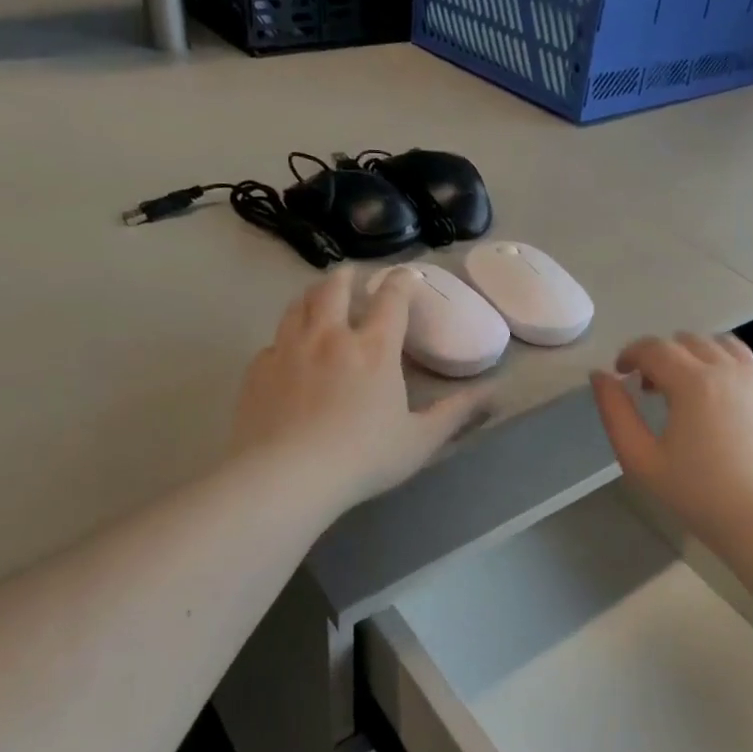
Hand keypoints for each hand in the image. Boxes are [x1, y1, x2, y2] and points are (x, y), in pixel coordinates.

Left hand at [229, 267, 492, 515]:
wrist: (286, 477)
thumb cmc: (363, 458)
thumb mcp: (420, 439)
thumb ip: (457, 413)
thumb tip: (494, 392)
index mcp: (373, 349)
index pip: (392, 299)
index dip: (401, 282)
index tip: (406, 275)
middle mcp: (329, 337)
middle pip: (334, 289)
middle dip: (346, 276)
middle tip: (351, 274)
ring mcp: (288, 349)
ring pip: (297, 306)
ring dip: (311, 295)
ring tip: (317, 296)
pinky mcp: (258, 370)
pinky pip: (272, 341)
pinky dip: (284, 337)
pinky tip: (286, 350)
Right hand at [591, 334, 752, 540]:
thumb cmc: (697, 494)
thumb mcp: (641, 459)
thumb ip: (615, 413)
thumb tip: (600, 377)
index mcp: (693, 382)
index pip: (654, 348)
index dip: (631, 354)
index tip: (621, 374)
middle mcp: (728, 371)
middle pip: (687, 340)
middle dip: (661, 355)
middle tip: (650, 389)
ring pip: (721, 345)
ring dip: (695, 354)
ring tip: (686, 387)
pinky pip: (745, 365)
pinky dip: (722, 368)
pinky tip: (716, 403)